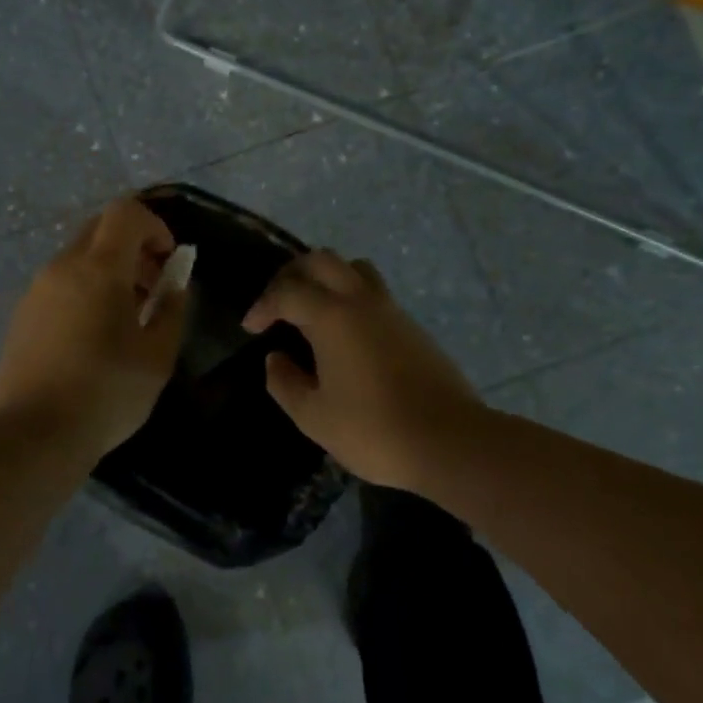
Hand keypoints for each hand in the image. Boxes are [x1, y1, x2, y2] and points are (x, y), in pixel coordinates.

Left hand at [0, 199, 188, 457]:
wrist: (32, 435)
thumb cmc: (106, 393)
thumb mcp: (157, 356)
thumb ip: (172, 309)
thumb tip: (175, 284)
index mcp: (98, 268)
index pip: (125, 212)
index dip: (154, 225)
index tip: (168, 260)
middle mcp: (62, 267)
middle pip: (99, 229)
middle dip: (133, 246)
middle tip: (152, 286)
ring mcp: (36, 290)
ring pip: (78, 257)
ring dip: (109, 270)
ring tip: (126, 316)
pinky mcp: (21, 314)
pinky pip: (60, 283)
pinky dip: (85, 289)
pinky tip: (93, 335)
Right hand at [243, 250, 480, 490]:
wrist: (450, 442)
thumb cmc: (374, 430)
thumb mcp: (314, 417)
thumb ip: (285, 383)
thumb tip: (276, 358)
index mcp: (332, 317)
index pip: (287, 292)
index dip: (263, 305)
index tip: (251, 327)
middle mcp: (361, 301)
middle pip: (321, 260)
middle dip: (292, 275)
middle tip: (278, 303)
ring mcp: (391, 310)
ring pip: (353, 268)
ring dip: (326, 277)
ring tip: (312, 306)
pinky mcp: (412, 326)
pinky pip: (374, 290)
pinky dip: (350, 295)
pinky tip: (345, 331)